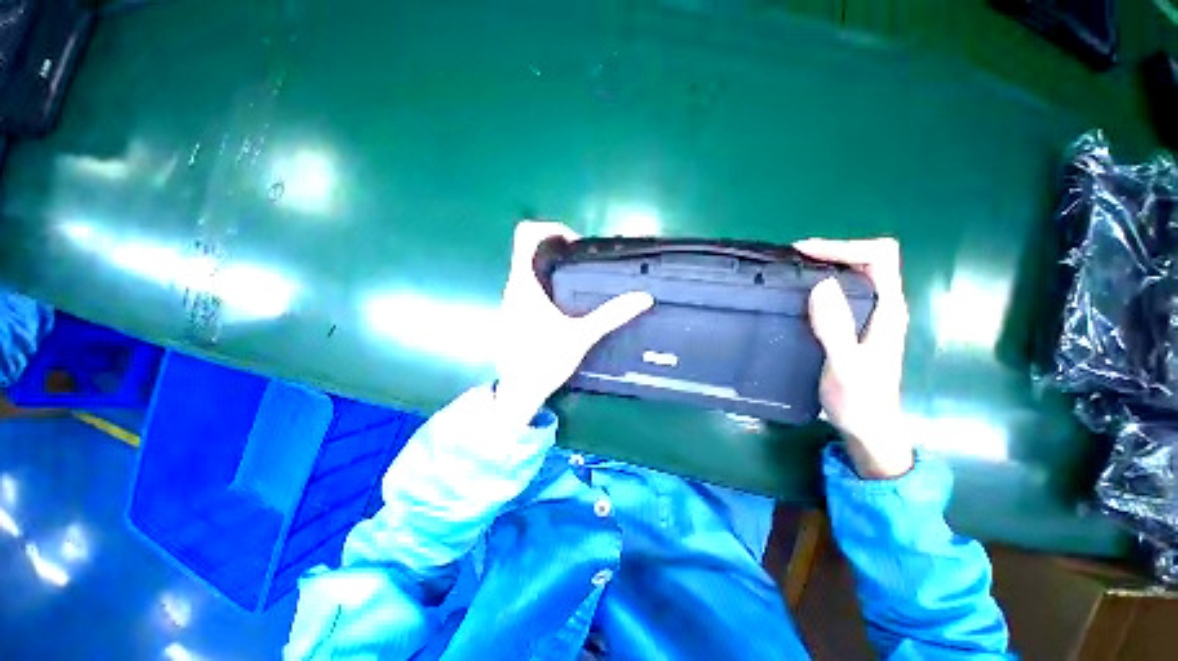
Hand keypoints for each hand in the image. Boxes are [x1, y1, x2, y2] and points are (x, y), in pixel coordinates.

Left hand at [494, 221, 653, 419]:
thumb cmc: (544, 361)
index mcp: (524, 284)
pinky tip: (568, 300)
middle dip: (558, 247)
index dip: (550, 228)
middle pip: (530, 248)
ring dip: (554, 265)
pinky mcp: (516, 311)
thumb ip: (611, 316)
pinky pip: (530, 284)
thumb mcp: (581, 336)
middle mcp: (514, 285)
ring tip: (580, 277)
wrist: (518, 390)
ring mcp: (513, 299)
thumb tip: (642, 298)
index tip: (575, 242)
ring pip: (530, 266)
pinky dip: (549, 281)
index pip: (525, 234)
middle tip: (584, 259)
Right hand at [794, 238, 911, 479]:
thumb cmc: (860, 400)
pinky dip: (821, 283)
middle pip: (868, 259)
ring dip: (826, 266)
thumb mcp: (845, 365)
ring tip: (792, 272)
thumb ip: (836, 326)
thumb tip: (823, 283)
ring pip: (855, 274)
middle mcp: (883, 306)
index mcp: (888, 310)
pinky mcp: (856, 325)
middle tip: (793, 260)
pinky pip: (842, 292)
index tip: (804, 253)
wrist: (869, 428)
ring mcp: (870, 316)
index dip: (844, 247)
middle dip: (833, 252)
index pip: (880, 256)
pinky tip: (799, 295)